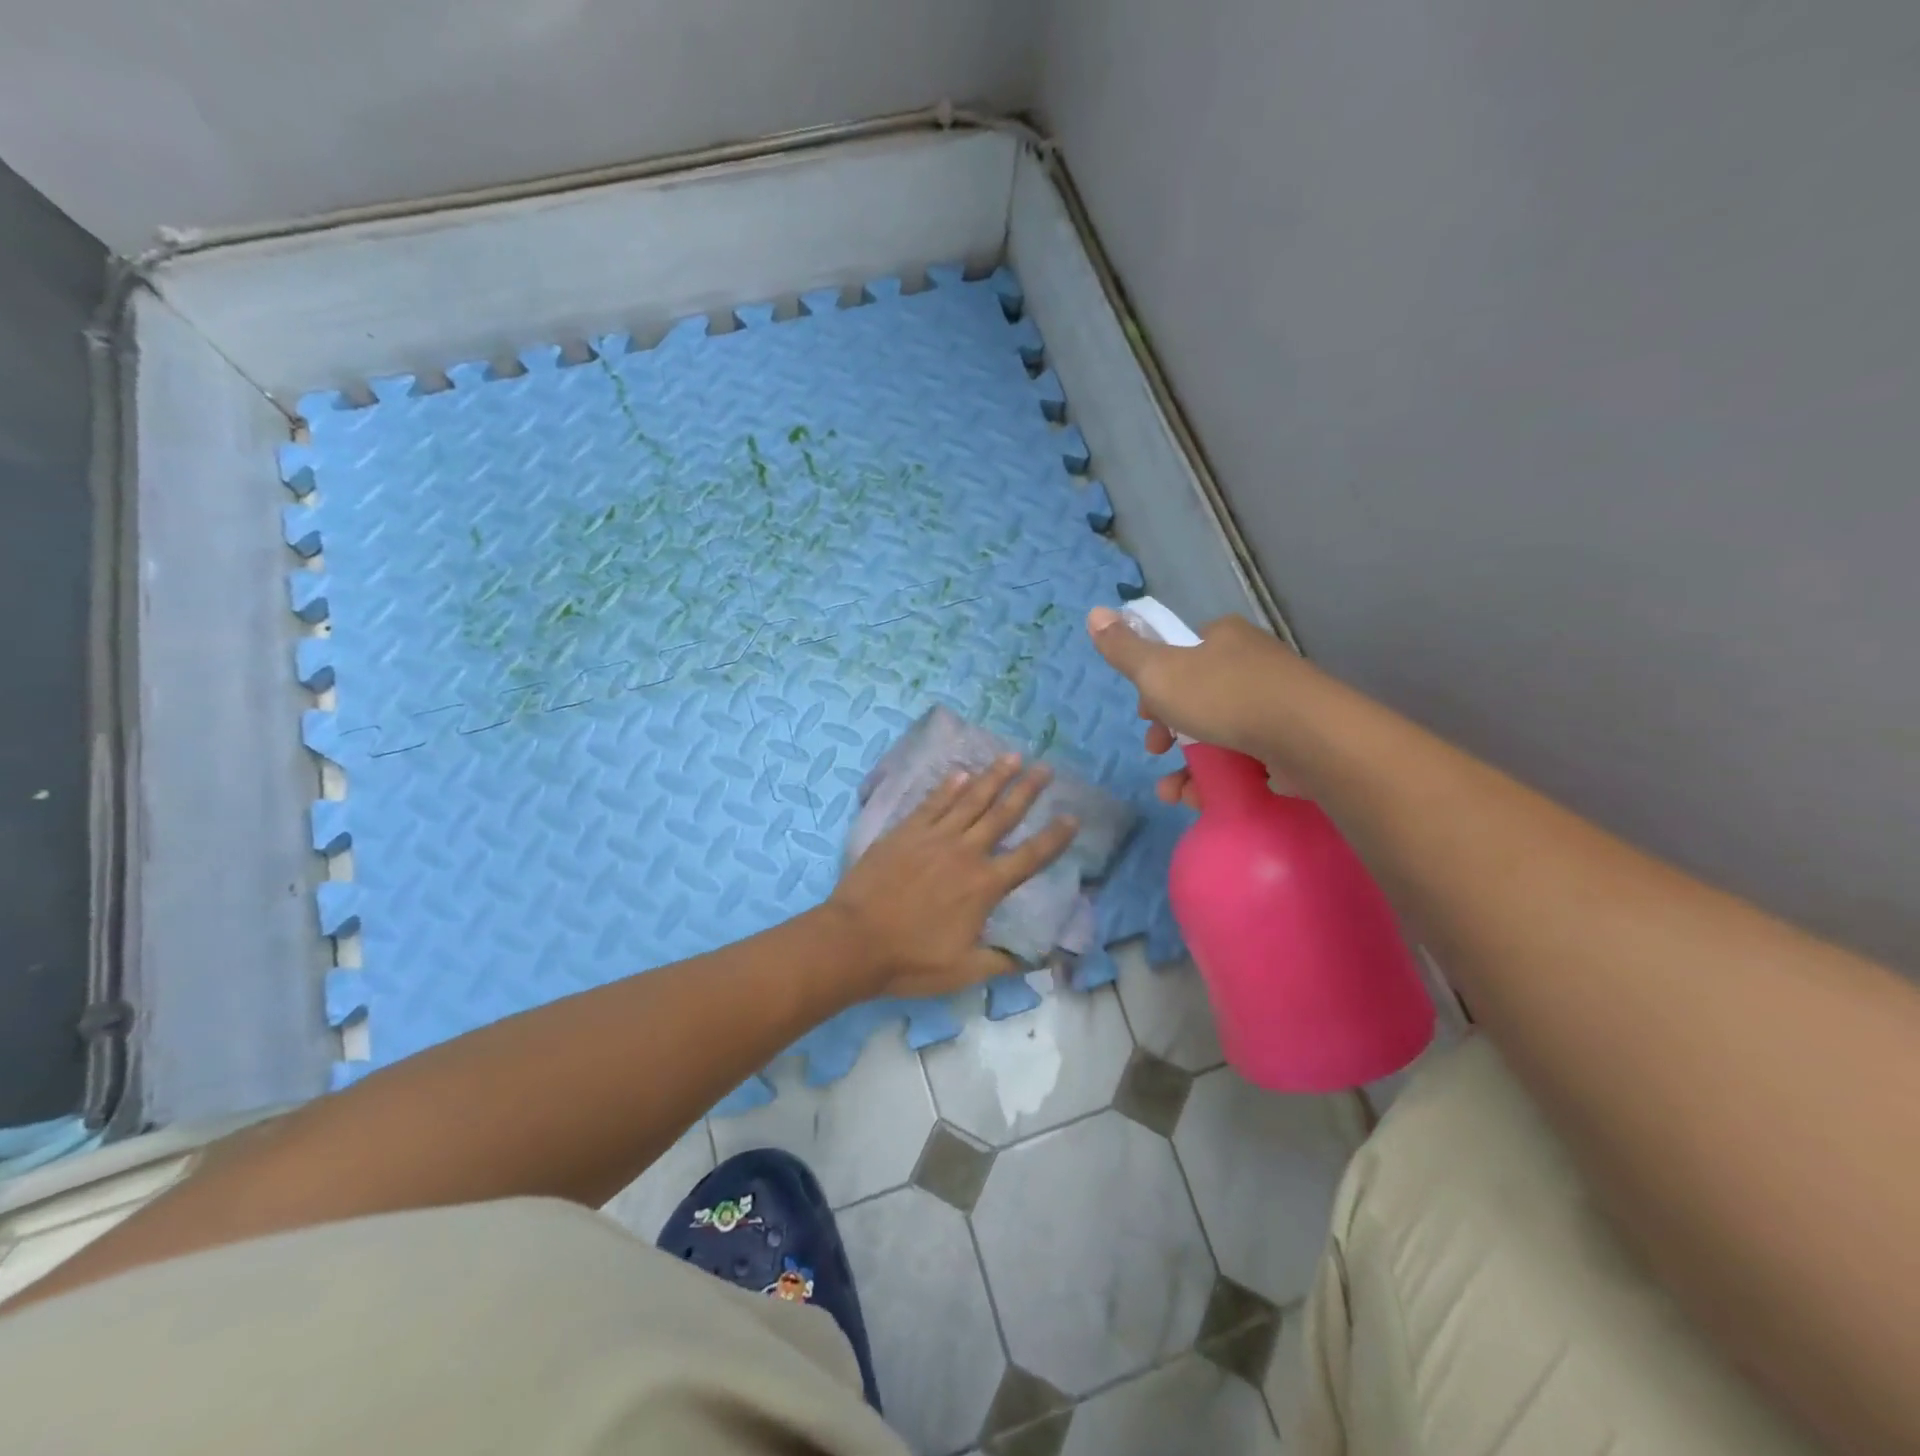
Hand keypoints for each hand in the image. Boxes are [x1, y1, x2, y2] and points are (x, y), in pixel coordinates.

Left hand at [825, 756, 1077, 997]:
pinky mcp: (905, 832)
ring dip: (993, 777)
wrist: (854, 942)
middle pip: (1003, 815)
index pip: (1030, 857)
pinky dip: (948, 787)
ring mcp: (933, 838)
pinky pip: (932, 803)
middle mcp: (965, 853)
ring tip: (1012, 757)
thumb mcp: (965, 971)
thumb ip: (1004, 961)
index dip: (1054, 837)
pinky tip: (960, 773)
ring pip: (970, 800)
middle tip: (1046, 767)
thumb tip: (1041, 957)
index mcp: (984, 886)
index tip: (1072, 816)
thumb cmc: (910, 960)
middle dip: (1027, 790)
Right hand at [1085, 607, 1304, 808]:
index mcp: (1221, 637)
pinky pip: (1246, 757)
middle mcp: (1250, 662)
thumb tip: (1093, 612)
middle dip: (1169, 733)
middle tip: (1156, 752)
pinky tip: (1202, 799)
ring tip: (1174, 794)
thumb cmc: (1224, 697)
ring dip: (1188, 766)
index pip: (1178, 655)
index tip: (1144, 717)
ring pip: (1219, 732)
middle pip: (1196, 697)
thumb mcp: (1158, 672)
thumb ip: (1124, 650)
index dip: (1153, 687)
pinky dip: (1220, 778)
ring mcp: (1276, 701)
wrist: (1308, 736)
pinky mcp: (1293, 738)